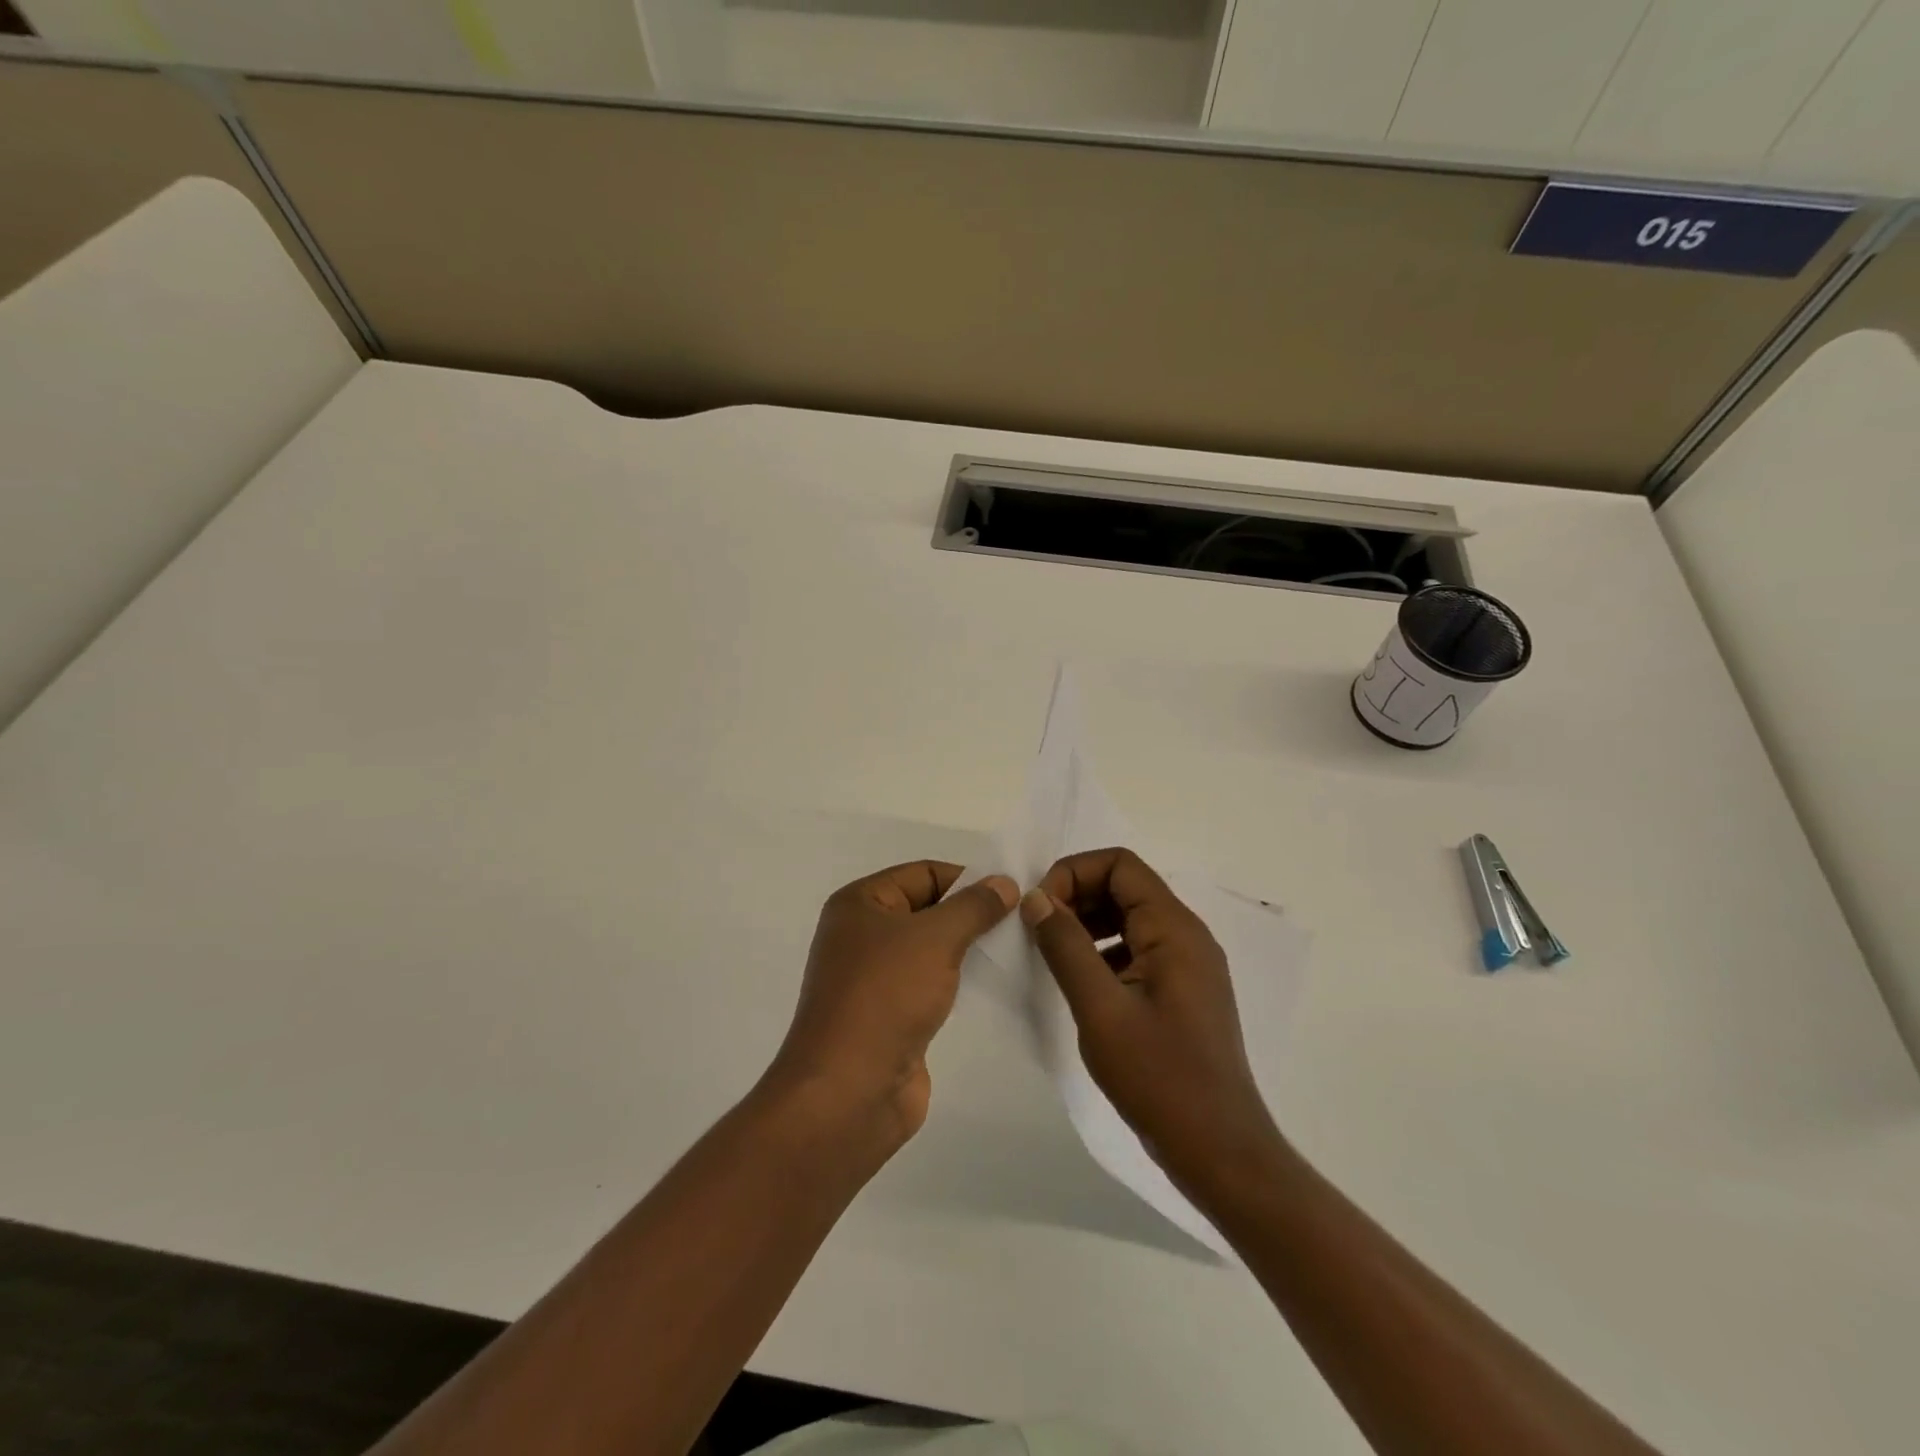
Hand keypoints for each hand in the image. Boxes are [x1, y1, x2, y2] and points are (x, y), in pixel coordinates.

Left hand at [771, 861, 1017, 1140]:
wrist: (849, 1092)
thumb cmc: (885, 996)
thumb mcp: (935, 938)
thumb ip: (974, 907)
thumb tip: (1004, 882)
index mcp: (860, 904)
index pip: (923, 873)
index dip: (967, 878)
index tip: (1012, 893)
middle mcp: (863, 935)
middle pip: (928, 909)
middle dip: (972, 914)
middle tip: (1023, 921)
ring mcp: (876, 979)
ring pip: (932, 949)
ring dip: (970, 949)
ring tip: (1018, 950)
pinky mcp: (892, 1016)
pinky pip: (933, 985)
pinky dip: (961, 982)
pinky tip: (996, 985)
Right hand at [1022, 847, 1280, 1189]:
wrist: (1220, 1152)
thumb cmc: (1160, 1078)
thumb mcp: (1101, 1010)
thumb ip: (1065, 947)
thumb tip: (1036, 898)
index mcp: (1174, 929)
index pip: (1120, 865)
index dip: (1073, 873)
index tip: (1039, 908)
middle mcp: (1187, 936)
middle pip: (1125, 886)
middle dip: (1077, 896)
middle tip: (1039, 931)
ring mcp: (1188, 966)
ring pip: (1130, 918)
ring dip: (1088, 924)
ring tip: (1053, 955)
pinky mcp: (1181, 992)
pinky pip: (1137, 950)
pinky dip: (1103, 951)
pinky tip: (1080, 983)